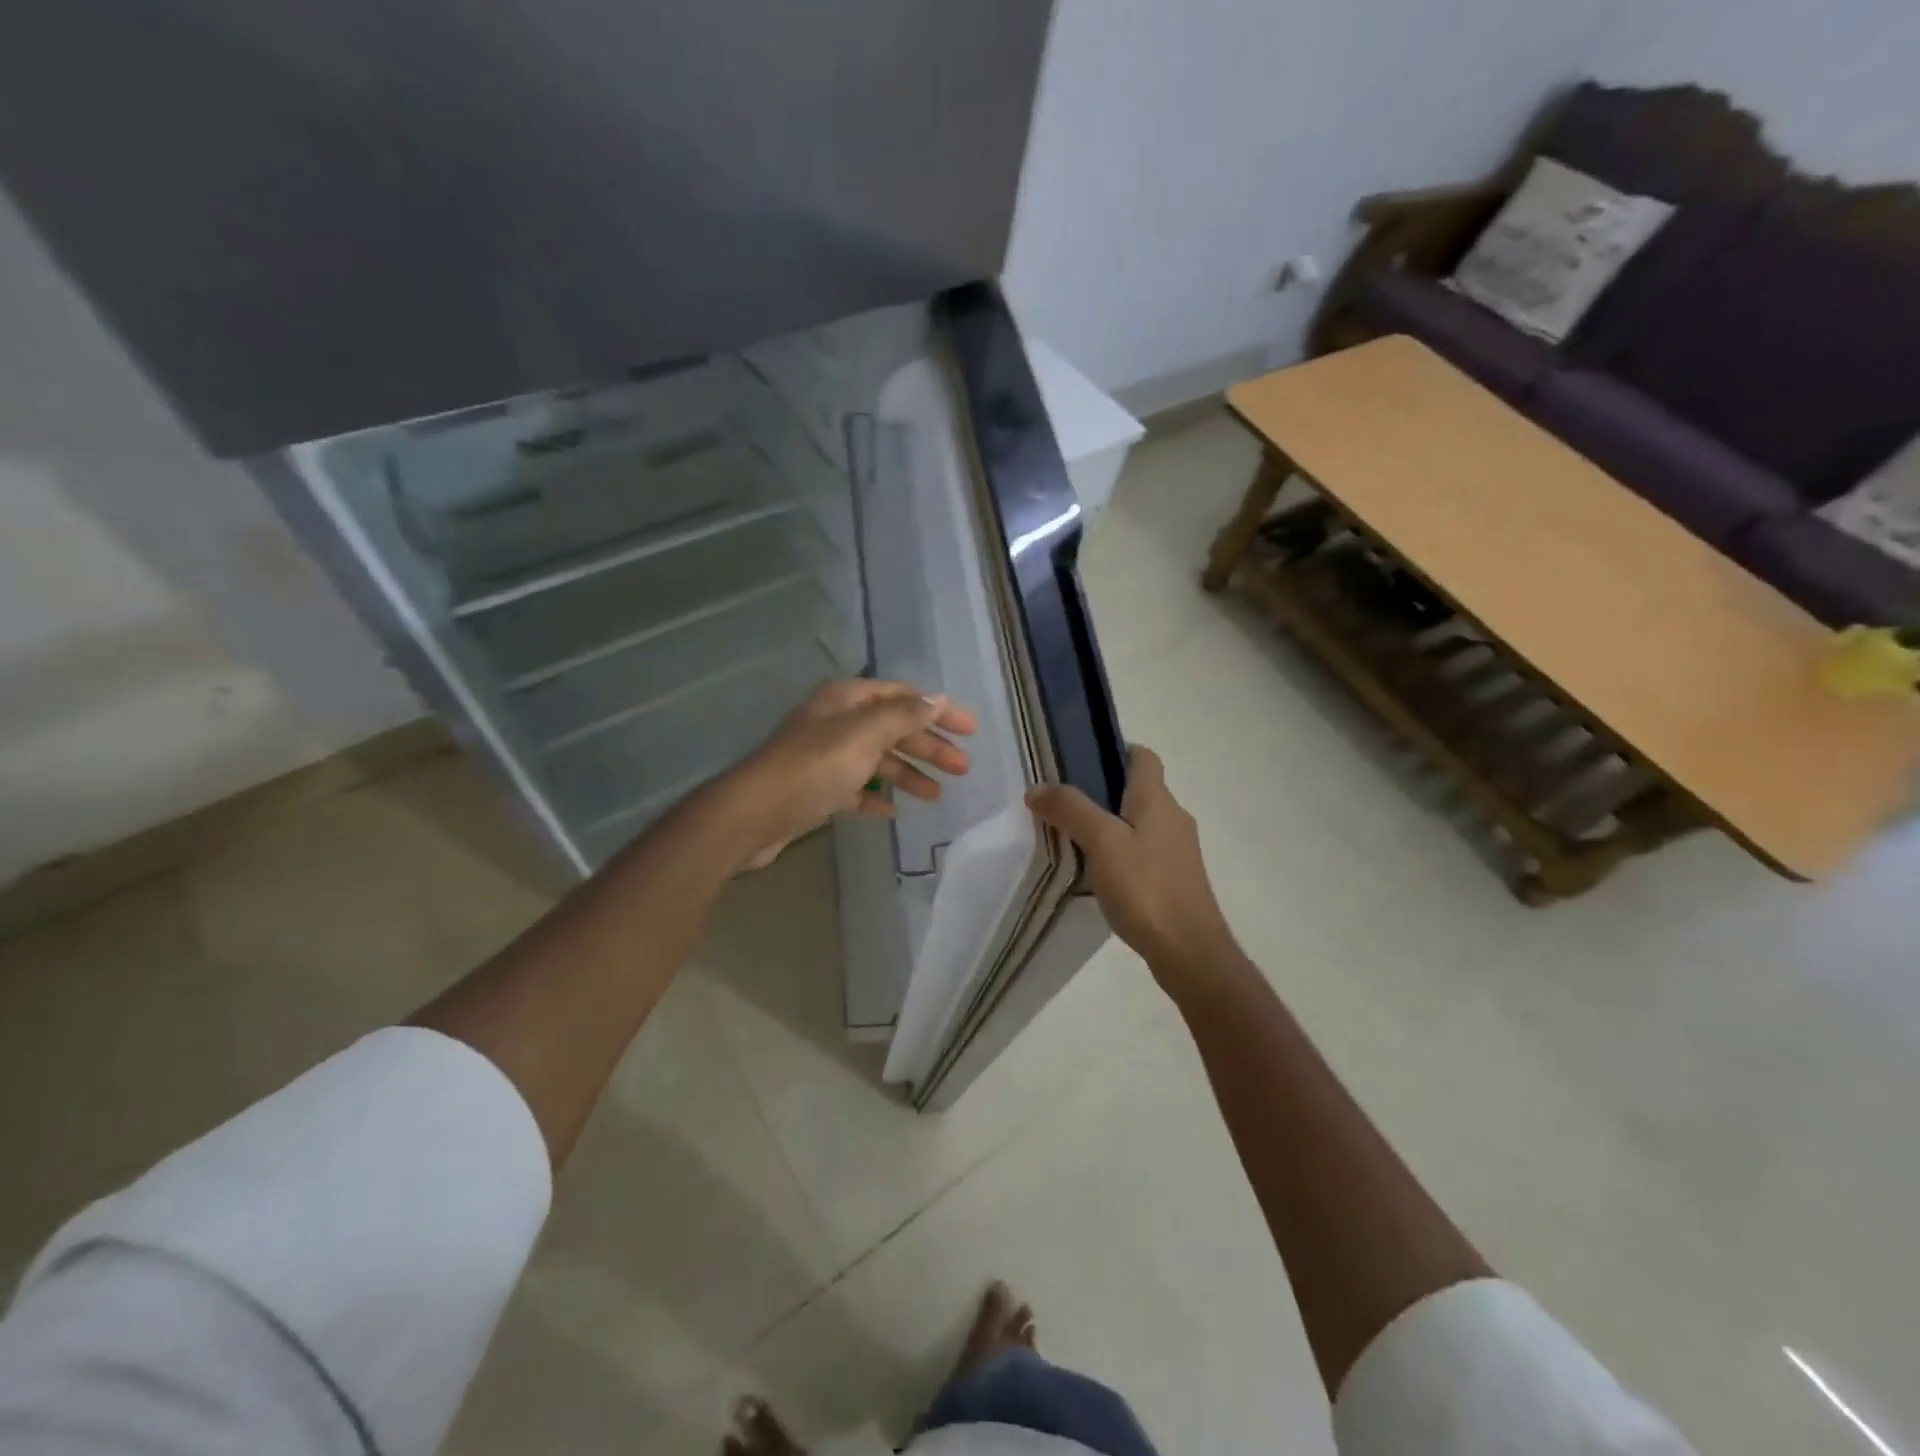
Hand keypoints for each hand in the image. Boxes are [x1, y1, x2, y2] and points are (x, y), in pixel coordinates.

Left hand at [722, 679, 976, 870]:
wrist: (754, 813)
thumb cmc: (815, 765)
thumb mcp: (865, 733)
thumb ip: (904, 715)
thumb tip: (938, 699)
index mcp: (846, 699)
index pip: (903, 696)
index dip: (938, 711)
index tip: (970, 730)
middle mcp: (836, 722)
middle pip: (893, 729)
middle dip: (928, 747)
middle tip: (962, 769)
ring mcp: (825, 756)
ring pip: (877, 760)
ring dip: (908, 774)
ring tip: (936, 796)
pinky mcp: (816, 789)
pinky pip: (855, 789)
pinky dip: (875, 797)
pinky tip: (893, 811)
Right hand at [1026, 746, 1240, 990]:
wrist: (1189, 951)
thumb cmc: (1146, 887)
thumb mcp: (1101, 842)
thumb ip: (1070, 809)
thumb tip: (1038, 788)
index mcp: (1158, 799)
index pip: (1143, 756)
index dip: (1115, 750)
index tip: (1079, 761)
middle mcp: (1173, 818)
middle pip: (1138, 790)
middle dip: (1102, 791)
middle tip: (1062, 803)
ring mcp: (1177, 851)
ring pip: (1139, 823)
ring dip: (1109, 824)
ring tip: (1072, 838)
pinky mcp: (1175, 880)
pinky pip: (1142, 852)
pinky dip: (1119, 852)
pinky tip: (1096, 873)